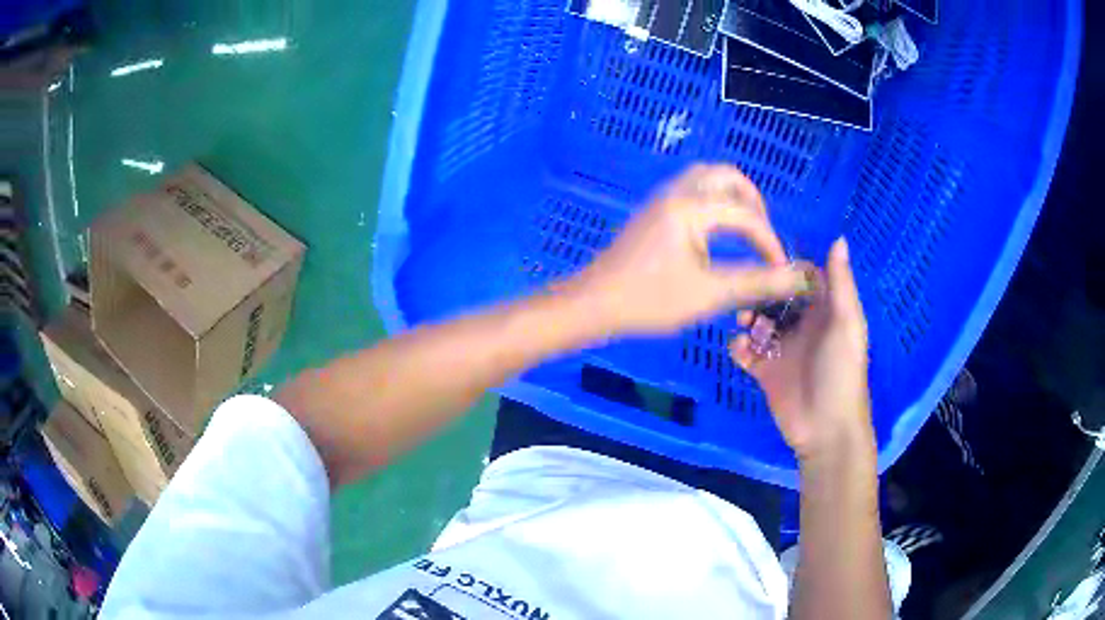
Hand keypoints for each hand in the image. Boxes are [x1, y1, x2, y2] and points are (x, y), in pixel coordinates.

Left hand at [568, 164, 815, 335]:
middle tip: (763, 236)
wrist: (594, 304)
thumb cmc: (649, 300)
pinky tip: (717, 235)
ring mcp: (661, 199)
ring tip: (746, 232)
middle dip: (753, 203)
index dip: (770, 242)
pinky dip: (714, 203)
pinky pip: (692, 191)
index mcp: (690, 207)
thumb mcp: (709, 294)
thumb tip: (798, 278)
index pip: (745, 213)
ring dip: (732, 199)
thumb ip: (757, 283)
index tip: (781, 271)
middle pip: (726, 176)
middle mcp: (676, 192)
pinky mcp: (653, 212)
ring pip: (706, 180)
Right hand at [730, 238, 874, 463]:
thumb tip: (839, 238)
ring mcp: (783, 349)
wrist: (825, 428)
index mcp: (825, 312)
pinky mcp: (765, 371)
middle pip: (777, 298)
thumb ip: (840, 283)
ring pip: (759, 322)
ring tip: (742, 320)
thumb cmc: (841, 371)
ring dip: (748, 317)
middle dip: (762, 292)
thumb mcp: (846, 324)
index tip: (767, 257)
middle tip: (747, 290)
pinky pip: (747, 352)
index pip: (805, 278)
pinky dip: (739, 347)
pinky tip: (739, 348)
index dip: (788, 267)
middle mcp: (803, 326)